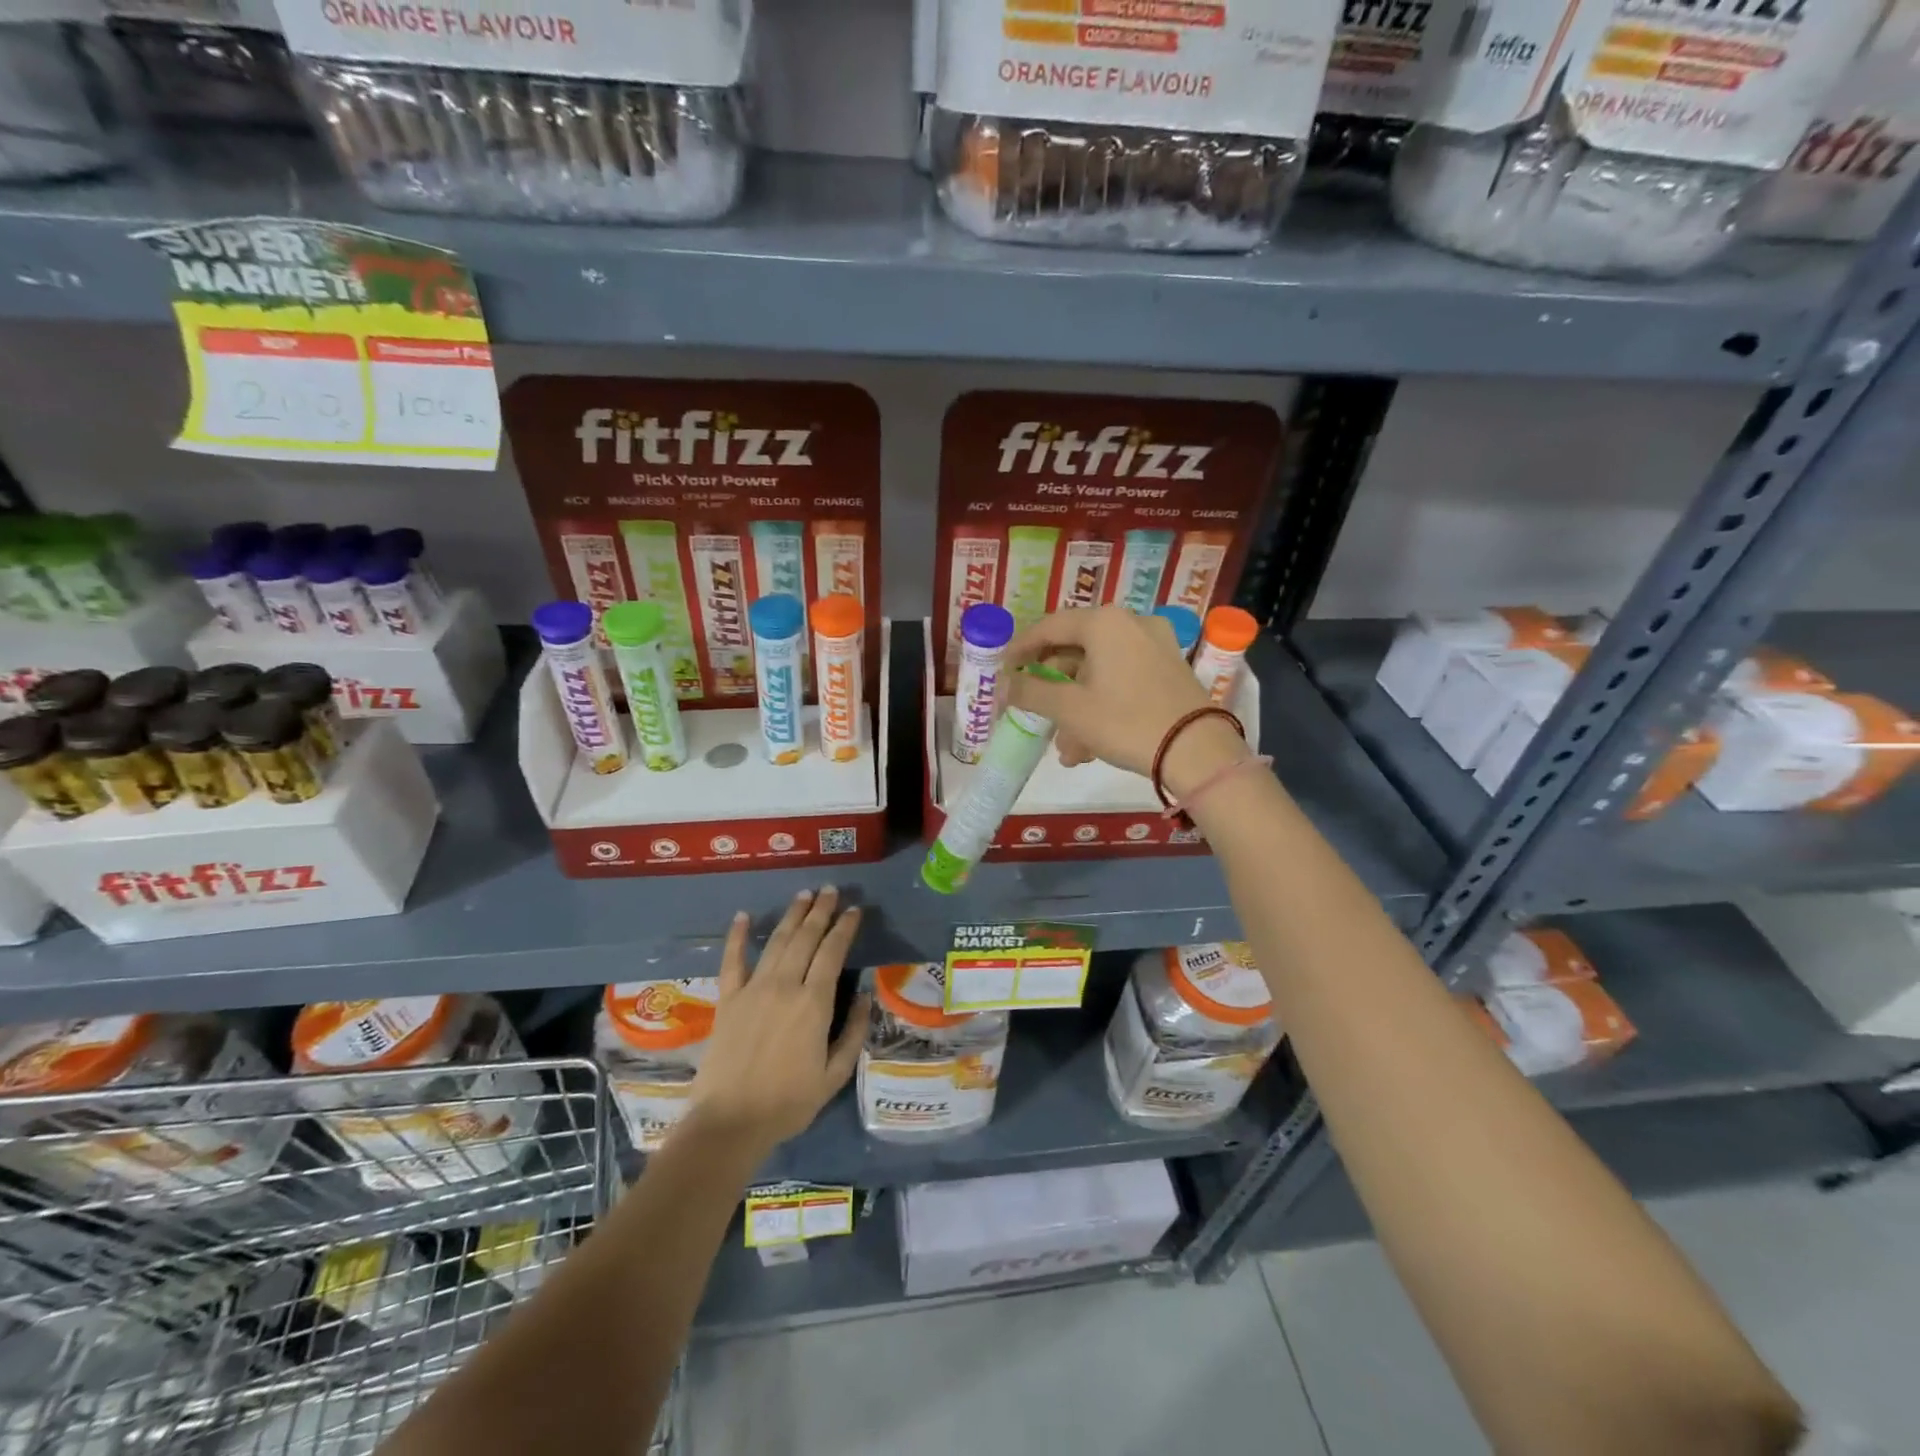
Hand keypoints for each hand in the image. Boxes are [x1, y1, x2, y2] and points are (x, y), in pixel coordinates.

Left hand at [682, 887, 869, 1160]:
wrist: (730, 1122)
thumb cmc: (788, 1102)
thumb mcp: (834, 1075)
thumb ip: (854, 1032)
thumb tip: (866, 996)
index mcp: (814, 1003)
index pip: (833, 952)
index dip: (844, 927)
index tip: (854, 910)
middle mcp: (785, 985)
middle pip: (805, 938)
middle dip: (820, 911)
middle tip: (830, 890)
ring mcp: (753, 989)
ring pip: (777, 942)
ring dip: (792, 915)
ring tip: (803, 895)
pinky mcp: (728, 999)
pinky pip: (732, 961)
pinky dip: (738, 936)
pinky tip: (744, 916)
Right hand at [1005, 607, 1248, 794]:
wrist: (1197, 751)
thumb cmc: (1125, 722)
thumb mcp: (1069, 709)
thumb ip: (1030, 692)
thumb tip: (1002, 685)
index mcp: (1104, 623)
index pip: (1049, 627)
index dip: (1021, 649)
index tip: (1004, 671)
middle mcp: (1130, 624)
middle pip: (1076, 651)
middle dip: (1053, 689)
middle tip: (1034, 714)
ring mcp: (1155, 646)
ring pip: (1099, 672)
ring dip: (1076, 707)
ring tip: (1066, 750)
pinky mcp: (1169, 669)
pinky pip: (1122, 680)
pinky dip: (1102, 705)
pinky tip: (1091, 747)